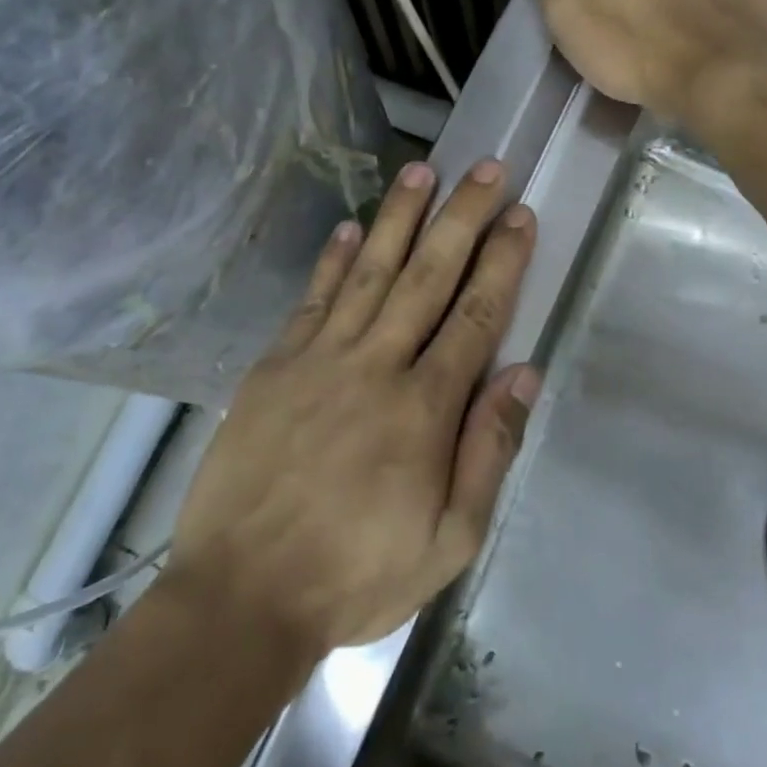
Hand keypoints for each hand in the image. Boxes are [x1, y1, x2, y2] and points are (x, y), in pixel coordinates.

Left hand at [164, 159, 538, 656]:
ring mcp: (319, 359)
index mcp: (425, 407)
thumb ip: (489, 450)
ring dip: (399, 217)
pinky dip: (332, 260)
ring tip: (423, 170)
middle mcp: (376, 365)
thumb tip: (524, 372)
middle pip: (428, 275)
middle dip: (462, 217)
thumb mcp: (449, 539)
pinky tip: (348, 227)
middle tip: (485, 167)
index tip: (520, 214)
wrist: (241, 599)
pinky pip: (312, 300)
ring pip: (369, 271)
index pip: (477, 314)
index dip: (503, 260)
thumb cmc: (357, 574)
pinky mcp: (275, 366)